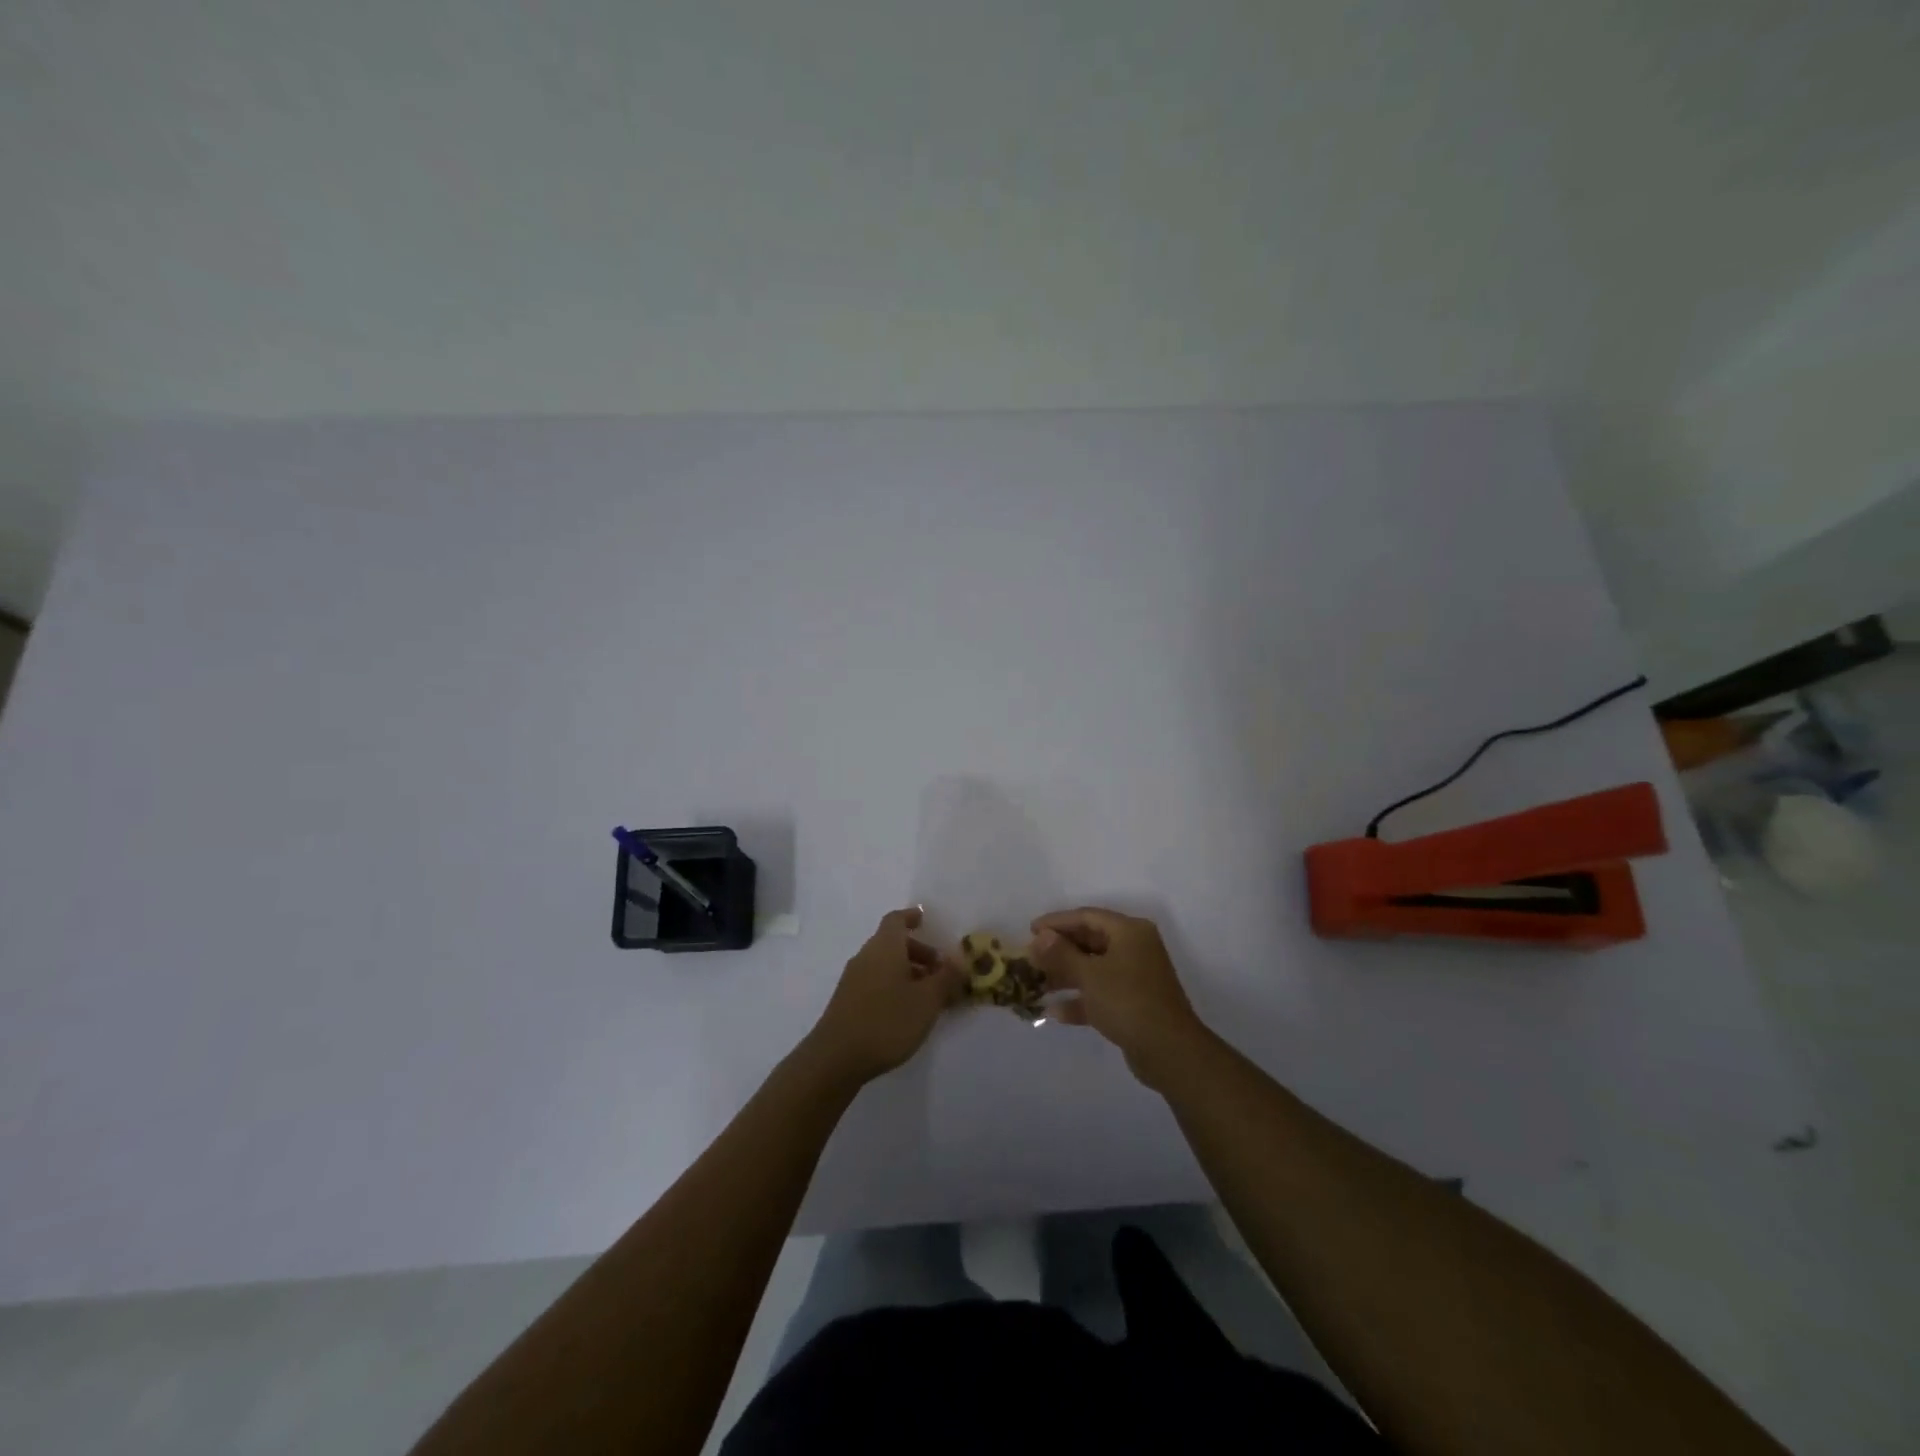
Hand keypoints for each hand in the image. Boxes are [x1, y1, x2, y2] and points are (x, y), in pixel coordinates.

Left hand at [804, 907, 965, 1087]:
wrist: (836, 1057)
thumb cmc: (887, 1021)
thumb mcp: (927, 1000)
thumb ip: (946, 978)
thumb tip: (958, 960)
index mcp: (884, 947)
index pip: (896, 920)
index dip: (911, 917)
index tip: (925, 919)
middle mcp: (866, 956)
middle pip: (892, 943)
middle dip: (918, 952)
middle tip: (940, 971)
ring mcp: (853, 979)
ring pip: (884, 965)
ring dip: (907, 972)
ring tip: (928, 996)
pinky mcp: (847, 1001)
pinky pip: (875, 982)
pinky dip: (893, 986)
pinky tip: (906, 1012)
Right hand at [1029, 907, 1211, 1087]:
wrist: (1169, 1051)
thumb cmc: (1127, 1001)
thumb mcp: (1089, 975)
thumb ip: (1061, 954)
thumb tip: (1040, 936)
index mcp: (1129, 931)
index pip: (1086, 916)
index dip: (1057, 922)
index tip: (1030, 931)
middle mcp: (1135, 948)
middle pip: (1090, 941)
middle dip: (1059, 950)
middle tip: (1030, 958)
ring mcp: (1136, 976)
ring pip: (1094, 968)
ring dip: (1066, 975)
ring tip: (1036, 984)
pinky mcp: (1134, 1003)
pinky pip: (1101, 992)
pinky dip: (1080, 999)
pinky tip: (1054, 1013)